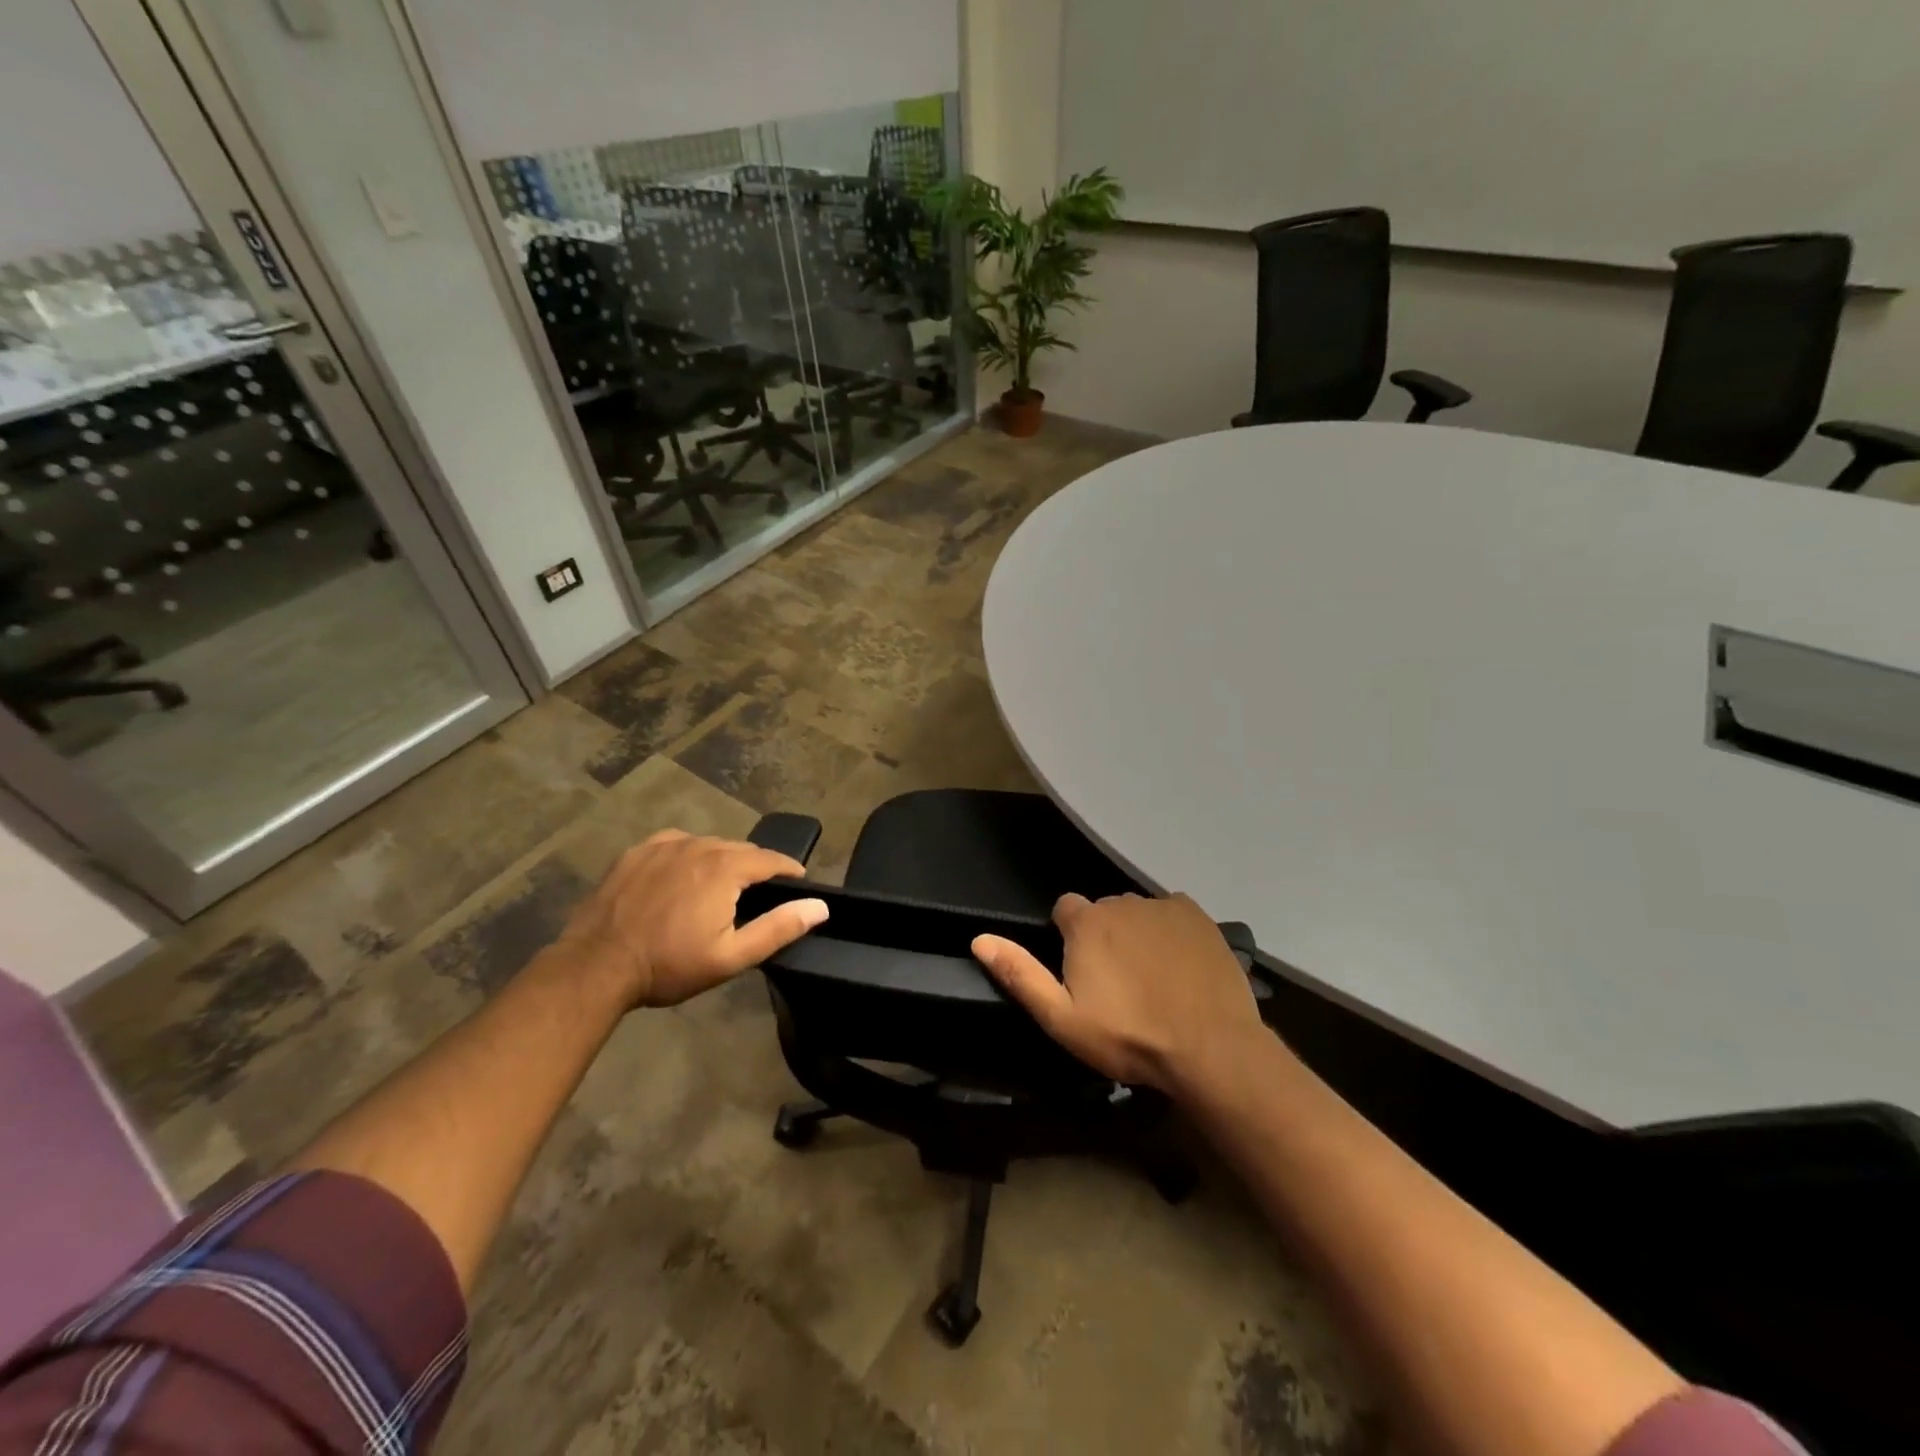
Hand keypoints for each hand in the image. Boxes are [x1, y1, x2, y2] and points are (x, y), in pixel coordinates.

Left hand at [556, 830, 827, 1007]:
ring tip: (720, 888)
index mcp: (726, 868)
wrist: (596, 966)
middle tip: (757, 896)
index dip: (790, 870)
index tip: (798, 884)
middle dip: (755, 867)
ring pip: (708, 844)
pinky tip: (683, 876)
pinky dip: (689, 856)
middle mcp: (699, 845)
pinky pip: (676, 844)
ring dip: (722, 861)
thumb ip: (779, 928)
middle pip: (741, 849)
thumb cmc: (669, 964)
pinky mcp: (637, 852)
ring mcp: (664, 845)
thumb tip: (819, 906)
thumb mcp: (731, 956)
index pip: (772, 859)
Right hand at [972, 892, 1263, 1093]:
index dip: (1069, 938)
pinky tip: (1180, 965)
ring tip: (1152, 978)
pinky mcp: (1198, 916)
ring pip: (1138, 913)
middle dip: (1104, 937)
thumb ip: (1020, 974)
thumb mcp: (1062, 1018)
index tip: (1081, 972)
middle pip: (1103, 911)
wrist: (1210, 1048)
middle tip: (1117, 983)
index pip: (1065, 909)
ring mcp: (1163, 906)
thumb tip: (980, 939)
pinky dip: (1171, 932)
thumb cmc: (1128, 1036)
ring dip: (1137, 934)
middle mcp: (1122, 902)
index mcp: (1086, 922)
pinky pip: (1173, 914)